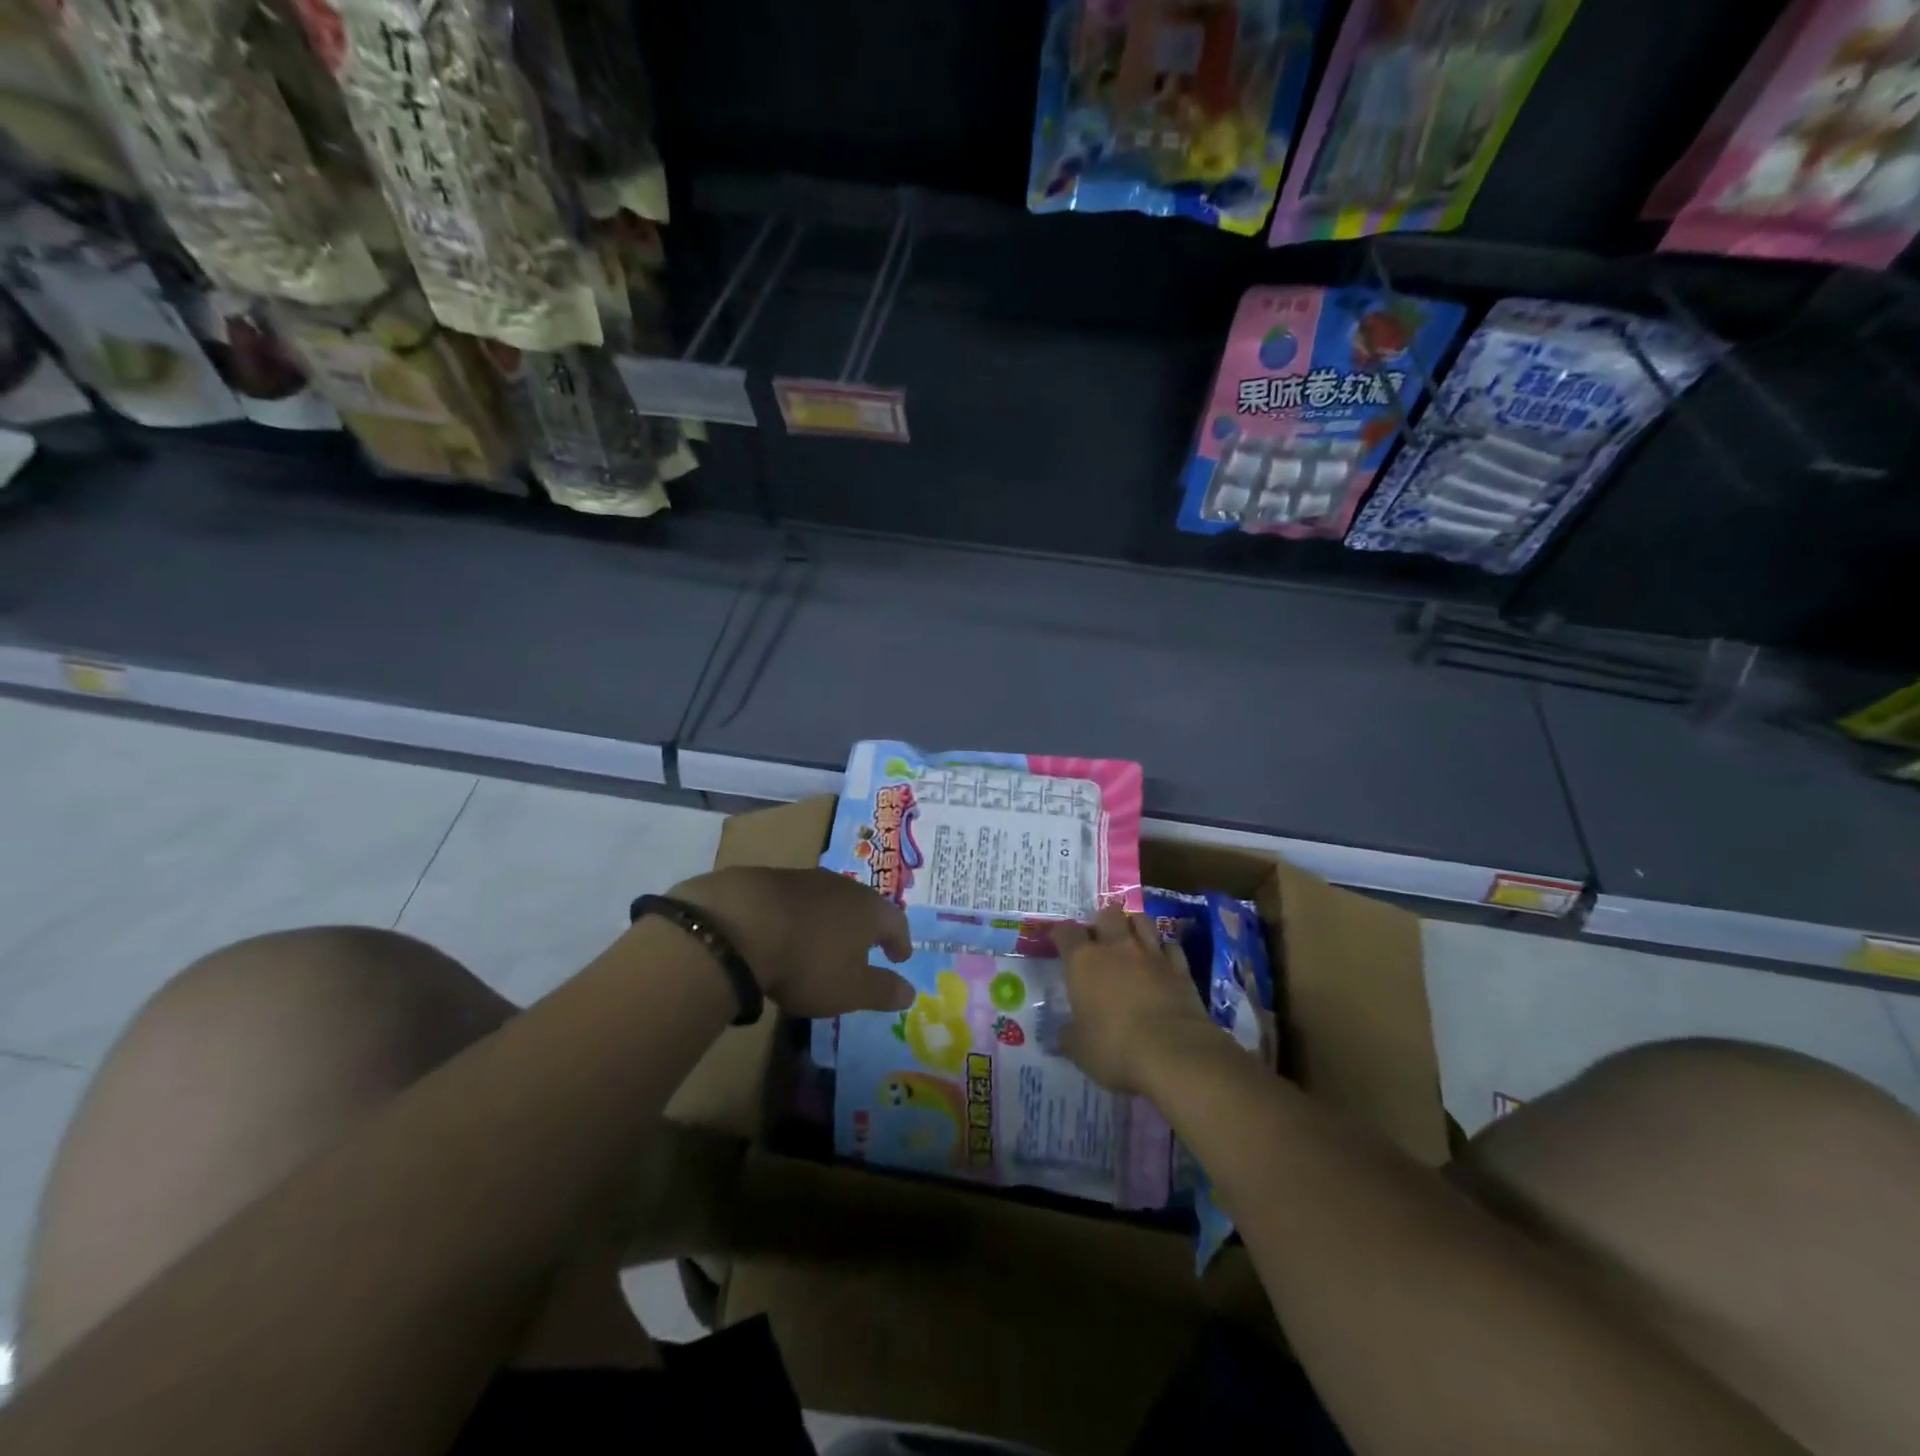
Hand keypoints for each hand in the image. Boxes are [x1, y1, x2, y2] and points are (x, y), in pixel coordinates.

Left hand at [671, 867, 914, 1017]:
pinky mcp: (769, 880)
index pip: (895, 922)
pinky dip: (799, 916)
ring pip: (828, 899)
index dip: (900, 941)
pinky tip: (787, 933)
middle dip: (866, 926)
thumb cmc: (808, 962)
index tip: (900, 957)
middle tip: (865, 946)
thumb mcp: (850, 989)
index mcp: (869, 909)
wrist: (739, 925)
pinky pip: (795, 900)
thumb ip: (882, 990)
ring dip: (831, 919)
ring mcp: (804, 879)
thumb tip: (911, 992)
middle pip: (863, 904)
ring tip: (824, 941)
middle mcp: (842, 886)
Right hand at [1050, 907, 1220, 1094]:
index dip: (1061, 934)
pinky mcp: (1181, 968)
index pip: (1066, 933)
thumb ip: (1069, 1036)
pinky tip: (1161, 959)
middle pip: (1107, 915)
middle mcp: (1116, 948)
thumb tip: (1063, 1033)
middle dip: (1101, 921)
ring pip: (1141, 921)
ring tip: (1130, 936)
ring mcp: (1151, 954)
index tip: (1060, 941)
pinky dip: (1164, 950)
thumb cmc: (1114, 1048)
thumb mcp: (1080, 1050)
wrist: (1174, 1053)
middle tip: (1099, 935)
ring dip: (1134, 925)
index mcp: (1083, 962)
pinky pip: (1170, 947)